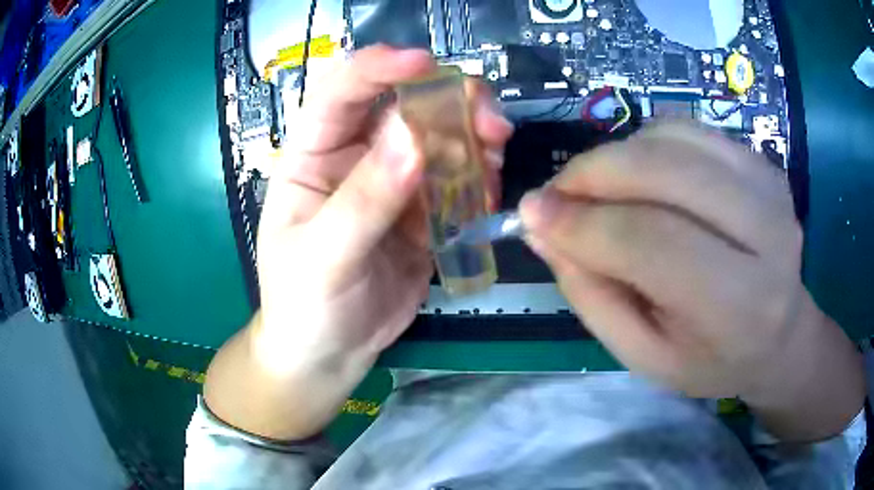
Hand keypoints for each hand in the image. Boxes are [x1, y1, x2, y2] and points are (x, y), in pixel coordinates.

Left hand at [256, 46, 511, 368]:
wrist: (329, 354)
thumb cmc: (303, 306)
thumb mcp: (322, 256)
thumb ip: (365, 199)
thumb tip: (415, 139)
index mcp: (312, 156)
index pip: (340, 91)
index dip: (379, 67)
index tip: (424, 63)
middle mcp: (354, 158)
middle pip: (403, 105)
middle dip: (448, 100)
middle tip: (488, 118)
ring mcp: (392, 184)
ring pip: (439, 139)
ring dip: (472, 138)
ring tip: (495, 155)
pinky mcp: (422, 213)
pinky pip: (455, 182)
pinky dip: (477, 179)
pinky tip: (488, 191)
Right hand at [520, 123, 862, 440]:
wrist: (779, 334)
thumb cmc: (711, 358)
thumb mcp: (644, 355)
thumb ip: (593, 295)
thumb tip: (542, 227)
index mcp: (740, 306)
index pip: (654, 244)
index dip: (585, 223)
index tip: (532, 215)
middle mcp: (767, 235)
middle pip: (668, 172)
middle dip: (595, 172)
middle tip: (557, 191)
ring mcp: (770, 187)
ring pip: (676, 139)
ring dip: (619, 154)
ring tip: (598, 187)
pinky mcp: (763, 163)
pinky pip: (691, 129)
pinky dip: (649, 141)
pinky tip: (641, 173)